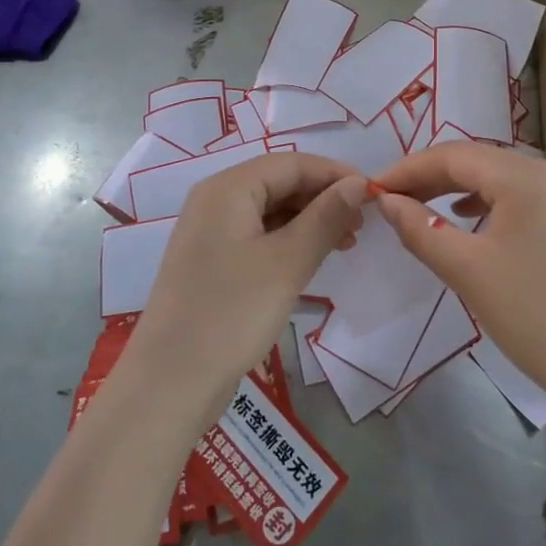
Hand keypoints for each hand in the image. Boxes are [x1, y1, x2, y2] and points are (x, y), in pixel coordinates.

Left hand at [121, 152, 368, 428]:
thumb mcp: (287, 263)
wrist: (171, 382)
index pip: (291, 163)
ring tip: (347, 243)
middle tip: (363, 224)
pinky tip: (313, 258)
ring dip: (310, 220)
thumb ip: (325, 217)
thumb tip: (357, 183)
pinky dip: (289, 241)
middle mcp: (215, 200)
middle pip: (279, 182)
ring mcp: (211, 233)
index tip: (374, 194)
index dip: (334, 174)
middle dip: (323, 197)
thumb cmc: (232, 313)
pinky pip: (258, 235)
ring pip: (270, 210)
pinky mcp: (213, 262)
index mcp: (228, 188)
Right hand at [374, 143, 545, 417]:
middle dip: (430, 177)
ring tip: (421, 208)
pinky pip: (521, 198)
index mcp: (528, 176)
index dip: (408, 169)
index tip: (372, 190)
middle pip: (479, 161)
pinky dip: (487, 204)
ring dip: (457, 189)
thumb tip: (386, 202)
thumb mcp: (468, 271)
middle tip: (391, 201)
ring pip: (500, 179)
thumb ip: (421, 228)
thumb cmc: (538, 317)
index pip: (454, 155)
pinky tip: (469, 220)